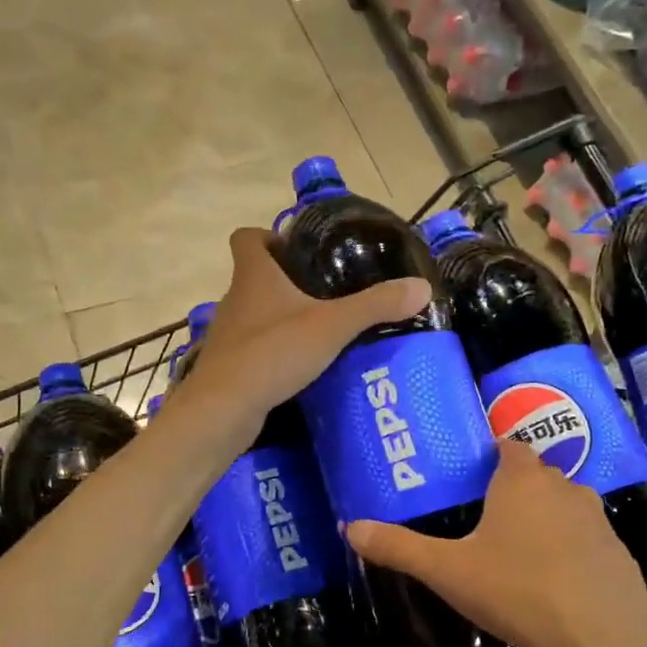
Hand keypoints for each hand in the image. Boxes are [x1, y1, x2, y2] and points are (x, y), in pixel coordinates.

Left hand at [177, 228, 429, 438]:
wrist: (224, 409)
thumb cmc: (273, 353)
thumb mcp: (332, 326)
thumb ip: (375, 305)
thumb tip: (422, 285)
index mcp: (254, 276)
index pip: (246, 237)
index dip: (267, 236)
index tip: (295, 248)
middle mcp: (235, 299)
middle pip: (254, 276)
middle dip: (284, 280)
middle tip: (323, 291)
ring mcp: (228, 334)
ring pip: (254, 314)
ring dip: (279, 317)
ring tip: (318, 329)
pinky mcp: (229, 366)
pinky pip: (253, 347)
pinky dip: (273, 350)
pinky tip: (299, 364)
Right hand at [346, 440, 646, 646]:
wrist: (601, 641)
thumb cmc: (516, 590)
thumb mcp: (447, 570)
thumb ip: (399, 547)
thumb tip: (349, 527)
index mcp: (522, 481)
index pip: (509, 447)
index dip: (493, 454)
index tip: (475, 474)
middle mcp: (565, 489)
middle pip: (538, 476)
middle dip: (516, 490)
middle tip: (488, 518)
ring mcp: (600, 522)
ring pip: (567, 508)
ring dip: (548, 520)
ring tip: (522, 553)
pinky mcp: (621, 556)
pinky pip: (590, 542)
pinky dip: (574, 553)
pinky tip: (559, 585)